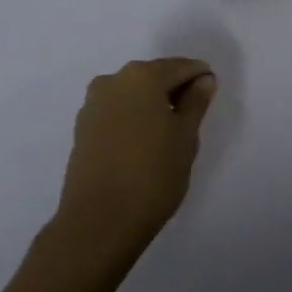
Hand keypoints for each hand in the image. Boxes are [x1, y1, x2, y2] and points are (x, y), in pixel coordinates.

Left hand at [52, 57, 216, 261]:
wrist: (97, 223)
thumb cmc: (152, 175)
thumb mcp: (186, 138)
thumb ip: (196, 103)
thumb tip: (203, 80)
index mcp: (142, 76)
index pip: (181, 67)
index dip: (200, 79)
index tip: (210, 98)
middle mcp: (113, 80)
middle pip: (154, 77)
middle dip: (174, 91)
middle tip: (192, 119)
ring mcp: (93, 104)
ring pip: (133, 95)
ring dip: (152, 106)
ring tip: (167, 136)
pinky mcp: (82, 129)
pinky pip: (116, 112)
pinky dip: (133, 120)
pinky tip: (143, 145)